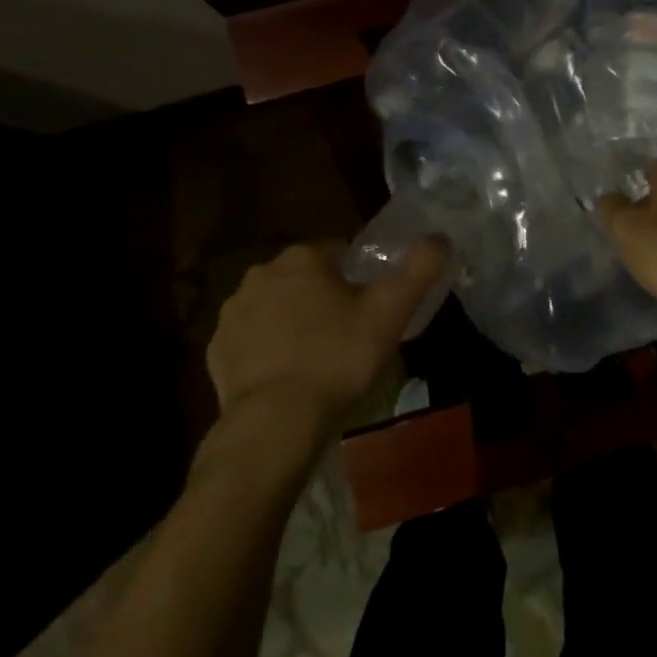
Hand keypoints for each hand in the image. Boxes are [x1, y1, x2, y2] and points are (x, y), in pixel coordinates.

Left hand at [205, 237, 448, 452]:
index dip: (358, 277)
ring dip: (293, 320)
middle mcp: (261, 273)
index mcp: (302, 258)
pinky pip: (251, 338)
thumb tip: (440, 237)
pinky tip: (287, 374)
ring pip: (275, 306)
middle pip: (304, 277)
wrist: (277, 419)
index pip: (338, 251)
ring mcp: (233, 311)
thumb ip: (419, 269)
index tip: (369, 307)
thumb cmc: (339, 357)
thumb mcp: (391, 312)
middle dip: (323, 296)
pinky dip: (267, 348)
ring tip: (317, 357)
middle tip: (348, 333)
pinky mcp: (217, 347)